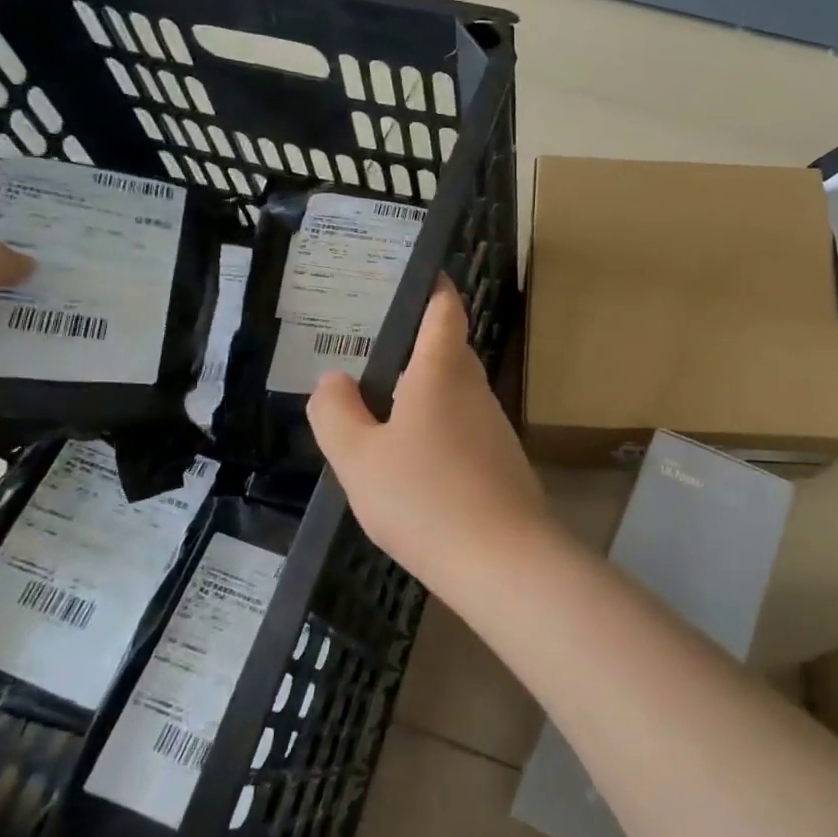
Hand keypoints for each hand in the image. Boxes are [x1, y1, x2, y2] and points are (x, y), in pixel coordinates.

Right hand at [308, 279, 555, 587]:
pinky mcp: (502, 462)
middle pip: (449, 352)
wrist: (502, 560)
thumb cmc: (423, 497)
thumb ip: (336, 413)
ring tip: (382, 408)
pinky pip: (464, 429)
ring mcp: (494, 427)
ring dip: (425, 393)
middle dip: (418, 346)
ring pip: (456, 394)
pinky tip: (414, 462)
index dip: (434, 288)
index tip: (418, 276)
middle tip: (373, 352)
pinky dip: (438, 430)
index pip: (445, 311)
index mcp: (441, 372)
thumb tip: (335, 380)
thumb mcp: (358, 457)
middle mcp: (474, 390)